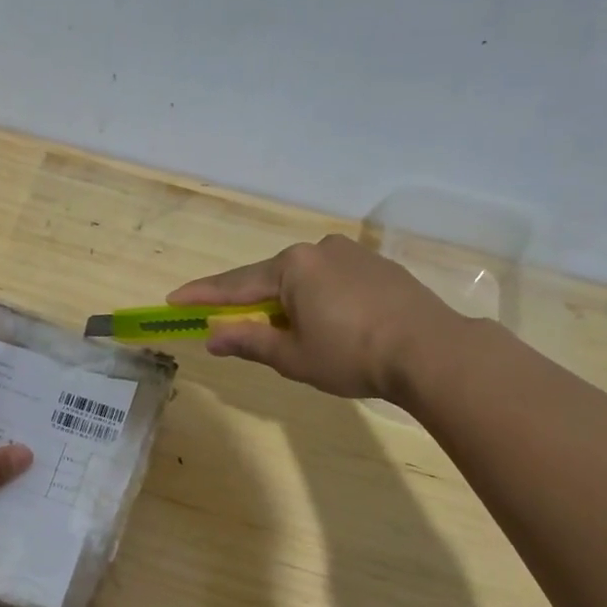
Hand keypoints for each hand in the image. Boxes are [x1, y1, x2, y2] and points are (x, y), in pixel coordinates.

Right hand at [167, 235, 459, 400]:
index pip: (236, 285)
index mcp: (292, 267)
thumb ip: (249, 341)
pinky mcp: (380, 267)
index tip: (174, 300)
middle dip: (251, 303)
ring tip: (291, 335)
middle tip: (232, 326)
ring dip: (289, 303)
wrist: (432, 351)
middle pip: (271, 278)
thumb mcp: (292, 356)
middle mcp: (319, 250)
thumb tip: (213, 335)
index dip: (203, 296)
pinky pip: (333, 281)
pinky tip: (330, 324)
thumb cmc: (351, 355)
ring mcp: (353, 254)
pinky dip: (320, 300)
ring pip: (305, 280)